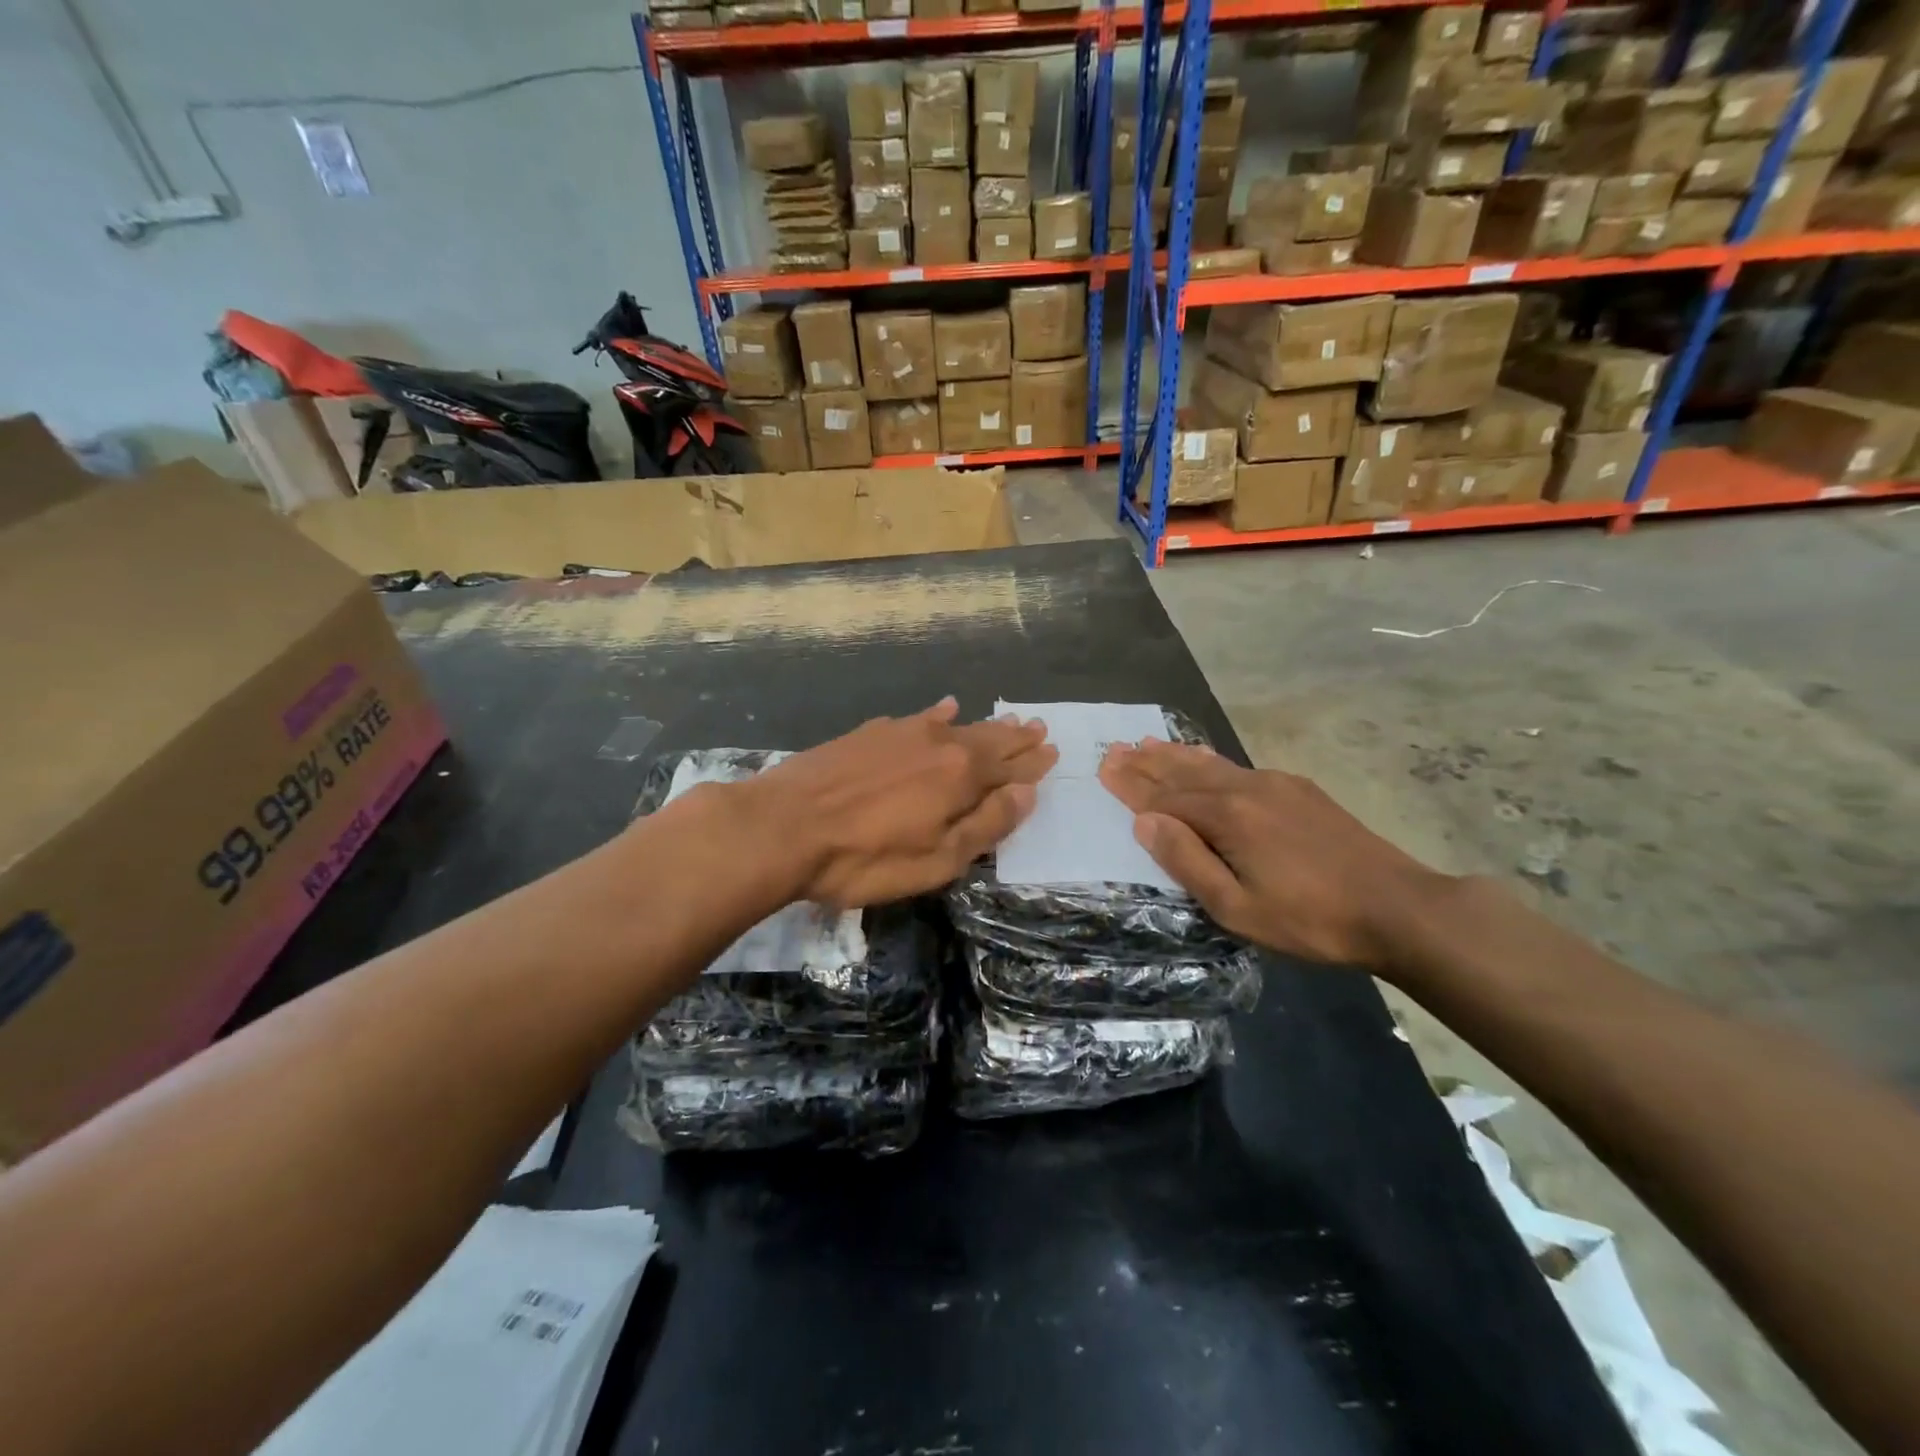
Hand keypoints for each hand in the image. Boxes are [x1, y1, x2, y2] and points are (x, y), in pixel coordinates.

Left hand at [747, 699, 1056, 908]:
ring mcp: (902, 733)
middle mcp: (939, 744)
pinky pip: (917, 717)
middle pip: (987, 740)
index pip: (1009, 768)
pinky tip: (945, 708)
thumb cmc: (864, 858)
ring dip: (985, 725)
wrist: (782, 826)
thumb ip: (985, 825)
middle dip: (1015, 738)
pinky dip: (938, 714)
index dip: (1032, 764)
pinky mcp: (870, 733)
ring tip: (1007, 720)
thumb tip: (1026, 794)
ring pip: (956, 726)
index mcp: (960, 777)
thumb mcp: (936, 860)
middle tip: (1039, 728)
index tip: (1052, 752)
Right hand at [1098, 739, 1445, 968]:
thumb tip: (1145, 822)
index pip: (1165, 798)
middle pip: (1184, 773)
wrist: (1399, 908)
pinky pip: (1239, 767)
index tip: (1103, 767)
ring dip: (1175, 755)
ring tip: (1148, 742)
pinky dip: (1210, 760)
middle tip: (1115, 748)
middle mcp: (1247, 789)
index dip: (1131, 786)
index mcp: (1228, 817)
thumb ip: (1188, 862)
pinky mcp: (1299, 790)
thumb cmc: (1311, 919)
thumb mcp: (1238, 907)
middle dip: (1147, 763)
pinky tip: (1204, 757)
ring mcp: (1276, 785)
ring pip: (1212, 765)